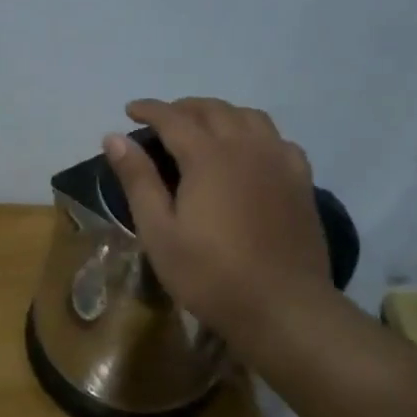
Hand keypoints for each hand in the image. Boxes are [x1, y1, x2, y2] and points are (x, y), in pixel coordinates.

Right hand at [103, 97, 332, 342]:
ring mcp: (278, 161)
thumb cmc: (211, 274)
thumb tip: (114, 137)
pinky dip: (256, 134)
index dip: (149, 109)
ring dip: (220, 114)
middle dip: (183, 108)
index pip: (172, 117)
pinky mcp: (301, 181)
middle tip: (162, 121)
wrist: (284, 308)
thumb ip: (138, 180)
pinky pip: (277, 139)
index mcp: (207, 156)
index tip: (130, 110)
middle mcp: (245, 147)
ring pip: (249, 117)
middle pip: (212, 109)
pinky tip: (249, 152)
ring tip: (203, 129)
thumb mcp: (159, 232)